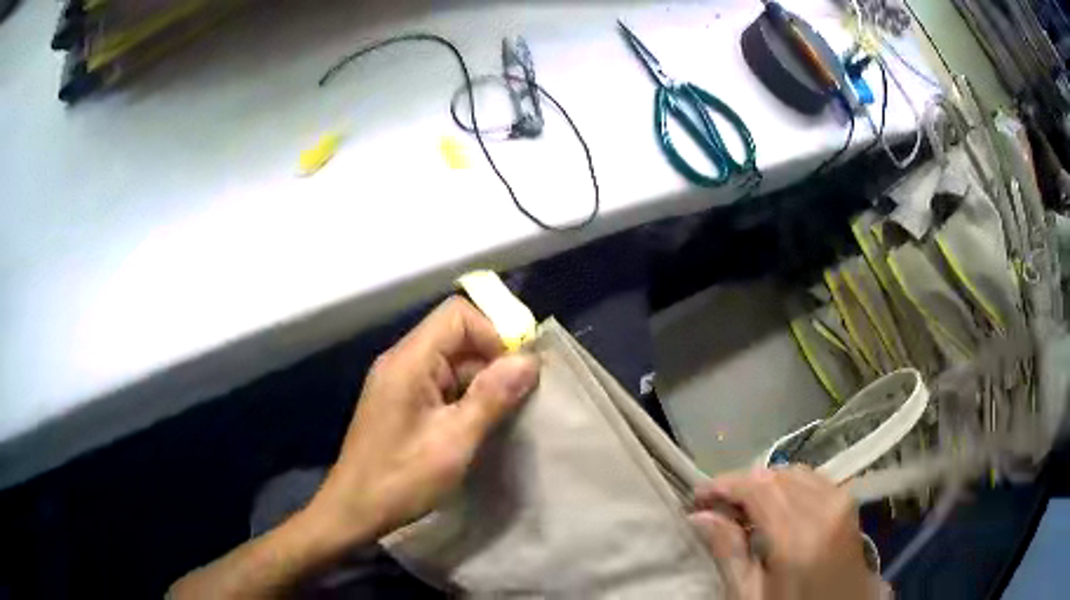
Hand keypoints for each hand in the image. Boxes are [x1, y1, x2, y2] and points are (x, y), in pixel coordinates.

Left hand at [309, 296, 539, 543]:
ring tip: (502, 416)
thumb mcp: (454, 442)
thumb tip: (530, 360)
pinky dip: (465, 396)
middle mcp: (402, 361)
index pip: (457, 315)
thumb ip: (491, 397)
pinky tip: (477, 425)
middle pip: (456, 335)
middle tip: (517, 399)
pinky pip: (441, 382)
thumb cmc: (401, 479)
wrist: (354, 510)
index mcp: (409, 361)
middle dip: (492, 360)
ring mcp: (399, 381)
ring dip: (481, 381)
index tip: (517, 372)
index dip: (493, 333)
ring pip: (451, 361)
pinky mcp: (402, 401)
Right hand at [689, 466, 883, 599]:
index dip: (724, 485)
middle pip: (776, 476)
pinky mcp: (848, 503)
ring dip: (764, 483)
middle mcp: (826, 508)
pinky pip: (813, 479)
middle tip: (714, 505)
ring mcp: (842, 501)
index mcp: (800, 537)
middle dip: (741, 483)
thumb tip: (700, 517)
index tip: (696, 495)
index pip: (758, 488)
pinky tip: (775, 505)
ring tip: (741, 506)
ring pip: (794, 472)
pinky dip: (788, 484)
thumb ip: (729, 553)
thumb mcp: (752, 595)